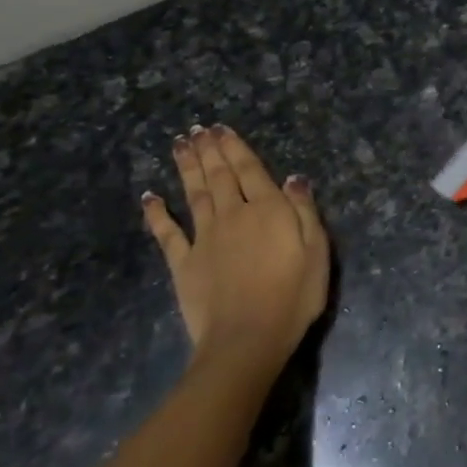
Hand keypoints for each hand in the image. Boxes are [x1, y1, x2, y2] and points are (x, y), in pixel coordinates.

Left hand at [142, 126, 329, 377]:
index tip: (221, 128)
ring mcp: (204, 238)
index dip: (235, 147)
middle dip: (209, 150)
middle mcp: (233, 214)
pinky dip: (157, 213)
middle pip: (219, 175)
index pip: (250, 169)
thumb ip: (304, 211)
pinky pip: (167, 233)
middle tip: (197, 129)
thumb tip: (293, 178)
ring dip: (187, 168)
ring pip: (194, 194)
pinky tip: (150, 197)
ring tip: (179, 145)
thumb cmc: (293, 296)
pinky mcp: (183, 263)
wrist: (247, 339)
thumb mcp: (317, 251)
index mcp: (267, 210)